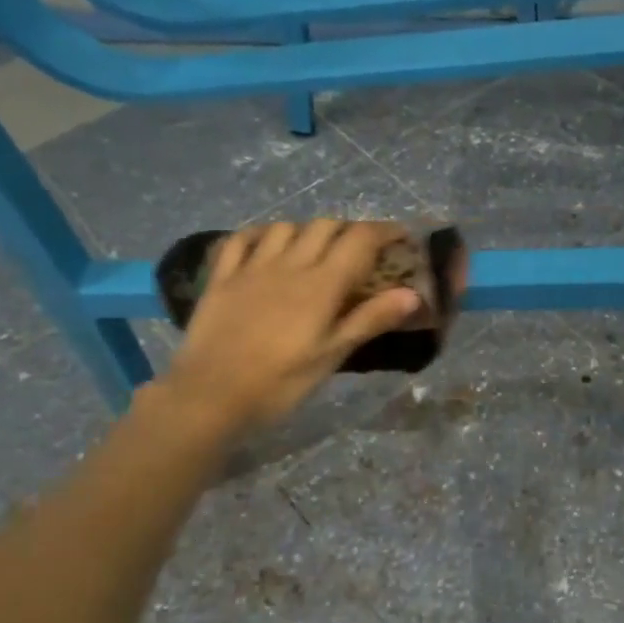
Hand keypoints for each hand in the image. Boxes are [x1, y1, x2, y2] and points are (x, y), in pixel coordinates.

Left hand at [151, 220, 420, 440]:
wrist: (210, 395)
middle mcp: (289, 264)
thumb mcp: (333, 355)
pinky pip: (242, 239)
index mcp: (322, 284)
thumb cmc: (280, 382)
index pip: (360, 240)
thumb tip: (413, 294)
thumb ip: (371, 319)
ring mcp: (251, 267)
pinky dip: (262, 234)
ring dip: (309, 231)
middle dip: (350, 231)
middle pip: (326, 226)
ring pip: (286, 227)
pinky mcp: (222, 277)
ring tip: (316, 250)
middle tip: (362, 251)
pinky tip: (268, 246)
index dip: (384, 231)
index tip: (400, 236)